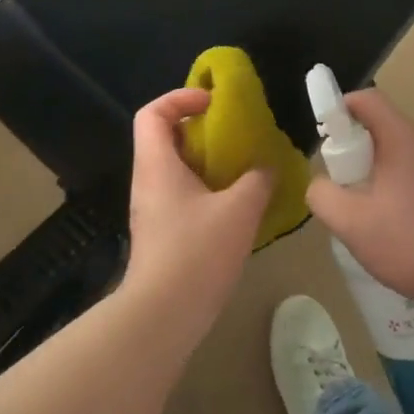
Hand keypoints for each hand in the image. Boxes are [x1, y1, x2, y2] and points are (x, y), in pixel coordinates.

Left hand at [121, 88, 272, 325]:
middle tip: (233, 136)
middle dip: (198, 130)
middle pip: (163, 138)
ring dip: (204, 162)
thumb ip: (256, 181)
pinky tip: (234, 207)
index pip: (152, 113)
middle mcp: (147, 181)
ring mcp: (150, 209)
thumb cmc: (197, 252)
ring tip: (240, 170)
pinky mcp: (159, 234)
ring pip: (173, 169)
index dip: (179, 98)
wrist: (163, 315)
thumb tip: (266, 167)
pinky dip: (204, 189)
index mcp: (157, 165)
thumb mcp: (239, 211)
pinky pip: (179, 195)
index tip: (212, 104)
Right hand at [305, 89, 413, 307]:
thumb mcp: (353, 226)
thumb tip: (321, 183)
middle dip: (362, 155)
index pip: (367, 100)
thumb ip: (323, 196)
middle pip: (387, 131)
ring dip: (389, 177)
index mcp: (405, 137)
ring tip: (383, 221)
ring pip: (410, 156)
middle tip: (352, 194)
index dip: (340, 109)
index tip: (327, 137)